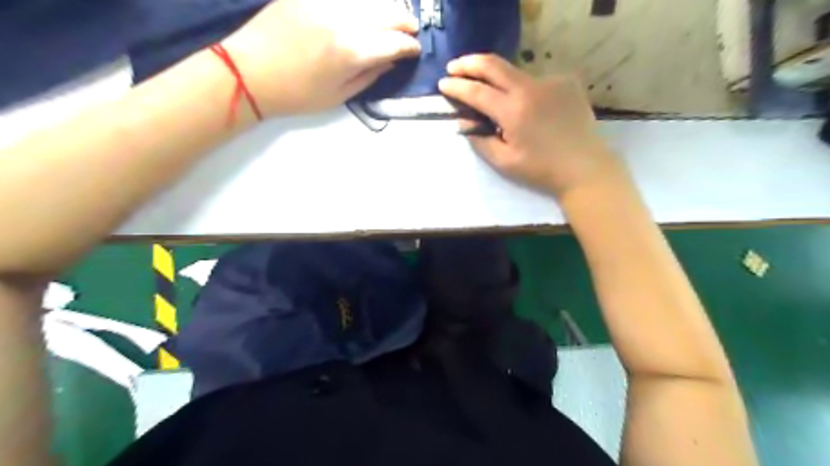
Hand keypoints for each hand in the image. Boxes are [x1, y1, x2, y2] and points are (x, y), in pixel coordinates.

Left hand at [223, 0, 421, 115]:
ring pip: (367, 0)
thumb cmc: (297, 94)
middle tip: (411, 30)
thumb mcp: (339, 96)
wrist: (250, 73)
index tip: (415, 50)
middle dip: (404, 22)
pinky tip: (364, 9)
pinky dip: (359, 3)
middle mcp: (342, 20)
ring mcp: (323, 1)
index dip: (409, 47)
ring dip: (385, 7)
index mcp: (351, 52)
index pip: (393, 43)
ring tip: (392, 15)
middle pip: (386, 13)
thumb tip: (390, 61)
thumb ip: (369, 76)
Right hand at [437, 53, 625, 197]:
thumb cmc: (540, 169)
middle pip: (493, 65)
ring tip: (490, 91)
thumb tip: (463, 122)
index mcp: (513, 111)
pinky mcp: (566, 82)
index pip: (477, 92)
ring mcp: (551, 81)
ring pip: (515, 72)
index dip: (456, 86)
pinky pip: (535, 81)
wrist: (584, 167)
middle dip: (469, 64)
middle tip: (454, 66)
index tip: (443, 84)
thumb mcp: (503, 162)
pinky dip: (523, 89)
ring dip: (497, 79)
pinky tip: (527, 105)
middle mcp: (531, 88)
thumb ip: (479, 140)